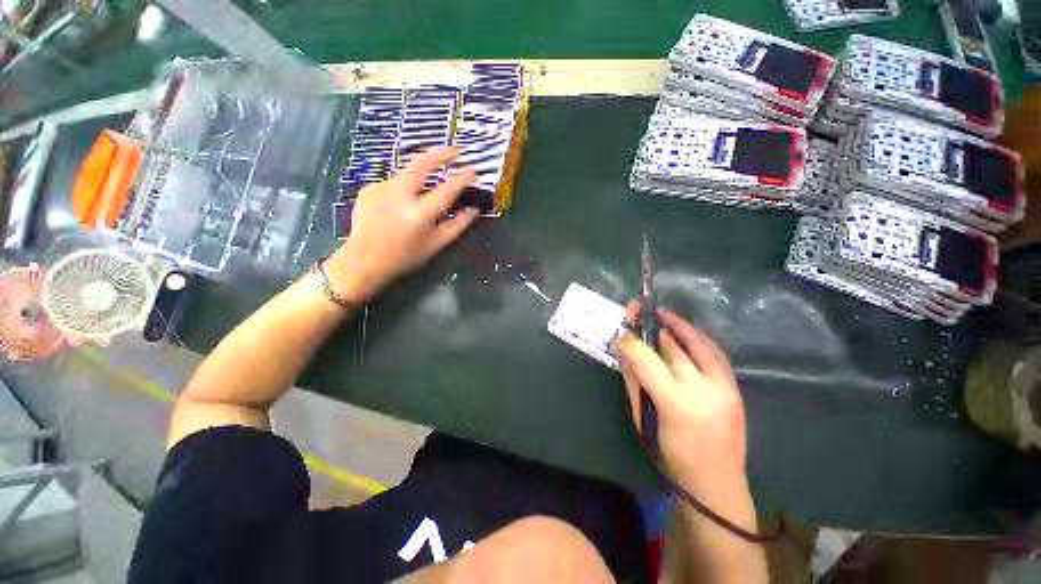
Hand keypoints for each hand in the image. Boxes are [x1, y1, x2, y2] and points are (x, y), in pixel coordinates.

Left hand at [326, 147, 478, 301]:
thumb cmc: (404, 257)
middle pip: (421, 164)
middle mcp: (399, 196)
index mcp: (419, 214)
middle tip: (455, 150)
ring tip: (430, 181)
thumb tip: (473, 210)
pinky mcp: (369, 189)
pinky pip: (393, 182)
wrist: (363, 260)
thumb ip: (457, 226)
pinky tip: (402, 201)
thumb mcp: (435, 245)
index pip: (446, 190)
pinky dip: (404, 186)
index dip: (462, 178)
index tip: (473, 170)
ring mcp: (381, 189)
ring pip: (406, 172)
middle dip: (440, 153)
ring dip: (422, 172)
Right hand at [615, 306, 748, 499]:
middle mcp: (703, 390)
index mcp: (675, 403)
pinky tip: (688, 332)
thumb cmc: (671, 456)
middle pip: (673, 348)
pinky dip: (700, 338)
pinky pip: (716, 354)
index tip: (620, 333)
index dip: (630, 343)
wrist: (716, 485)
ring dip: (679, 326)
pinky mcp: (736, 389)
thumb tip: (624, 352)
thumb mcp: (642, 420)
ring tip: (663, 314)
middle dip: (652, 327)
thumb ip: (633, 383)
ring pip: (700, 345)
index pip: (646, 360)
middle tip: (637, 312)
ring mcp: (725, 388)